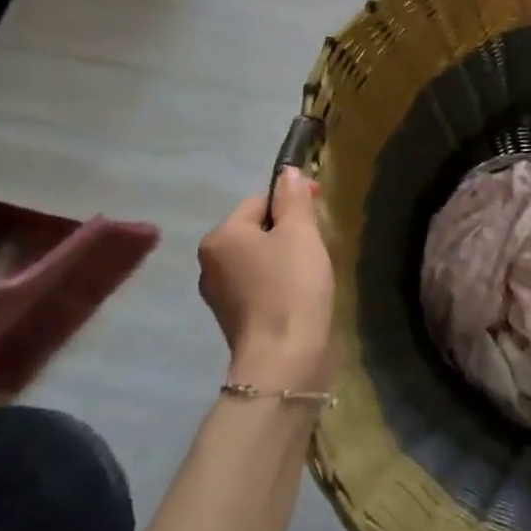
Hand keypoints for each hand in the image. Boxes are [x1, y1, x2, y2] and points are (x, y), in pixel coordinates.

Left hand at [198, 168, 335, 390]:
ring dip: (283, 257)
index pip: (259, 201)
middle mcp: (210, 262)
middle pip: (256, 229)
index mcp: (221, 236)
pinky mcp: (234, 319)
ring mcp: (219, 294)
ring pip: (258, 258)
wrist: (284, 358)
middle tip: (318, 243)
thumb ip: (293, 198)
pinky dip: (278, 283)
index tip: (320, 211)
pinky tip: (299, 294)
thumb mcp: (300, 232)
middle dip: (287, 230)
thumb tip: (288, 172)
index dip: (292, 201)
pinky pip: (258, 285)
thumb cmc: (291, 286)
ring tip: (312, 270)